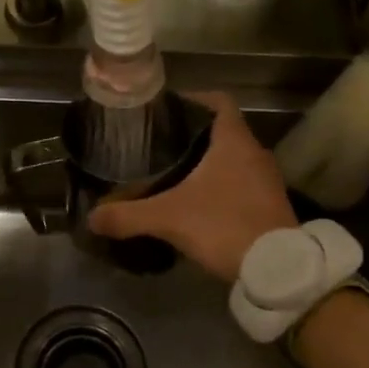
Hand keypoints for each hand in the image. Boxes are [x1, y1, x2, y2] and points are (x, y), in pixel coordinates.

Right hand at [87, 93, 294, 282]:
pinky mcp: (271, 205)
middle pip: (223, 131)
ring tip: (174, 172)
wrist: (277, 269)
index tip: (168, 109)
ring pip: (233, 159)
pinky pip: (242, 183)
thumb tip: (91, 218)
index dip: (195, 99)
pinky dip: (221, 186)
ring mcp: (267, 180)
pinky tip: (198, 203)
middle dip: (194, 135)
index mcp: (234, 142)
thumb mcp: (168, 219)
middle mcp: (255, 153)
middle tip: (160, 144)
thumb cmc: (224, 226)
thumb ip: (128, 215)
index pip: (219, 102)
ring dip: (208, 162)